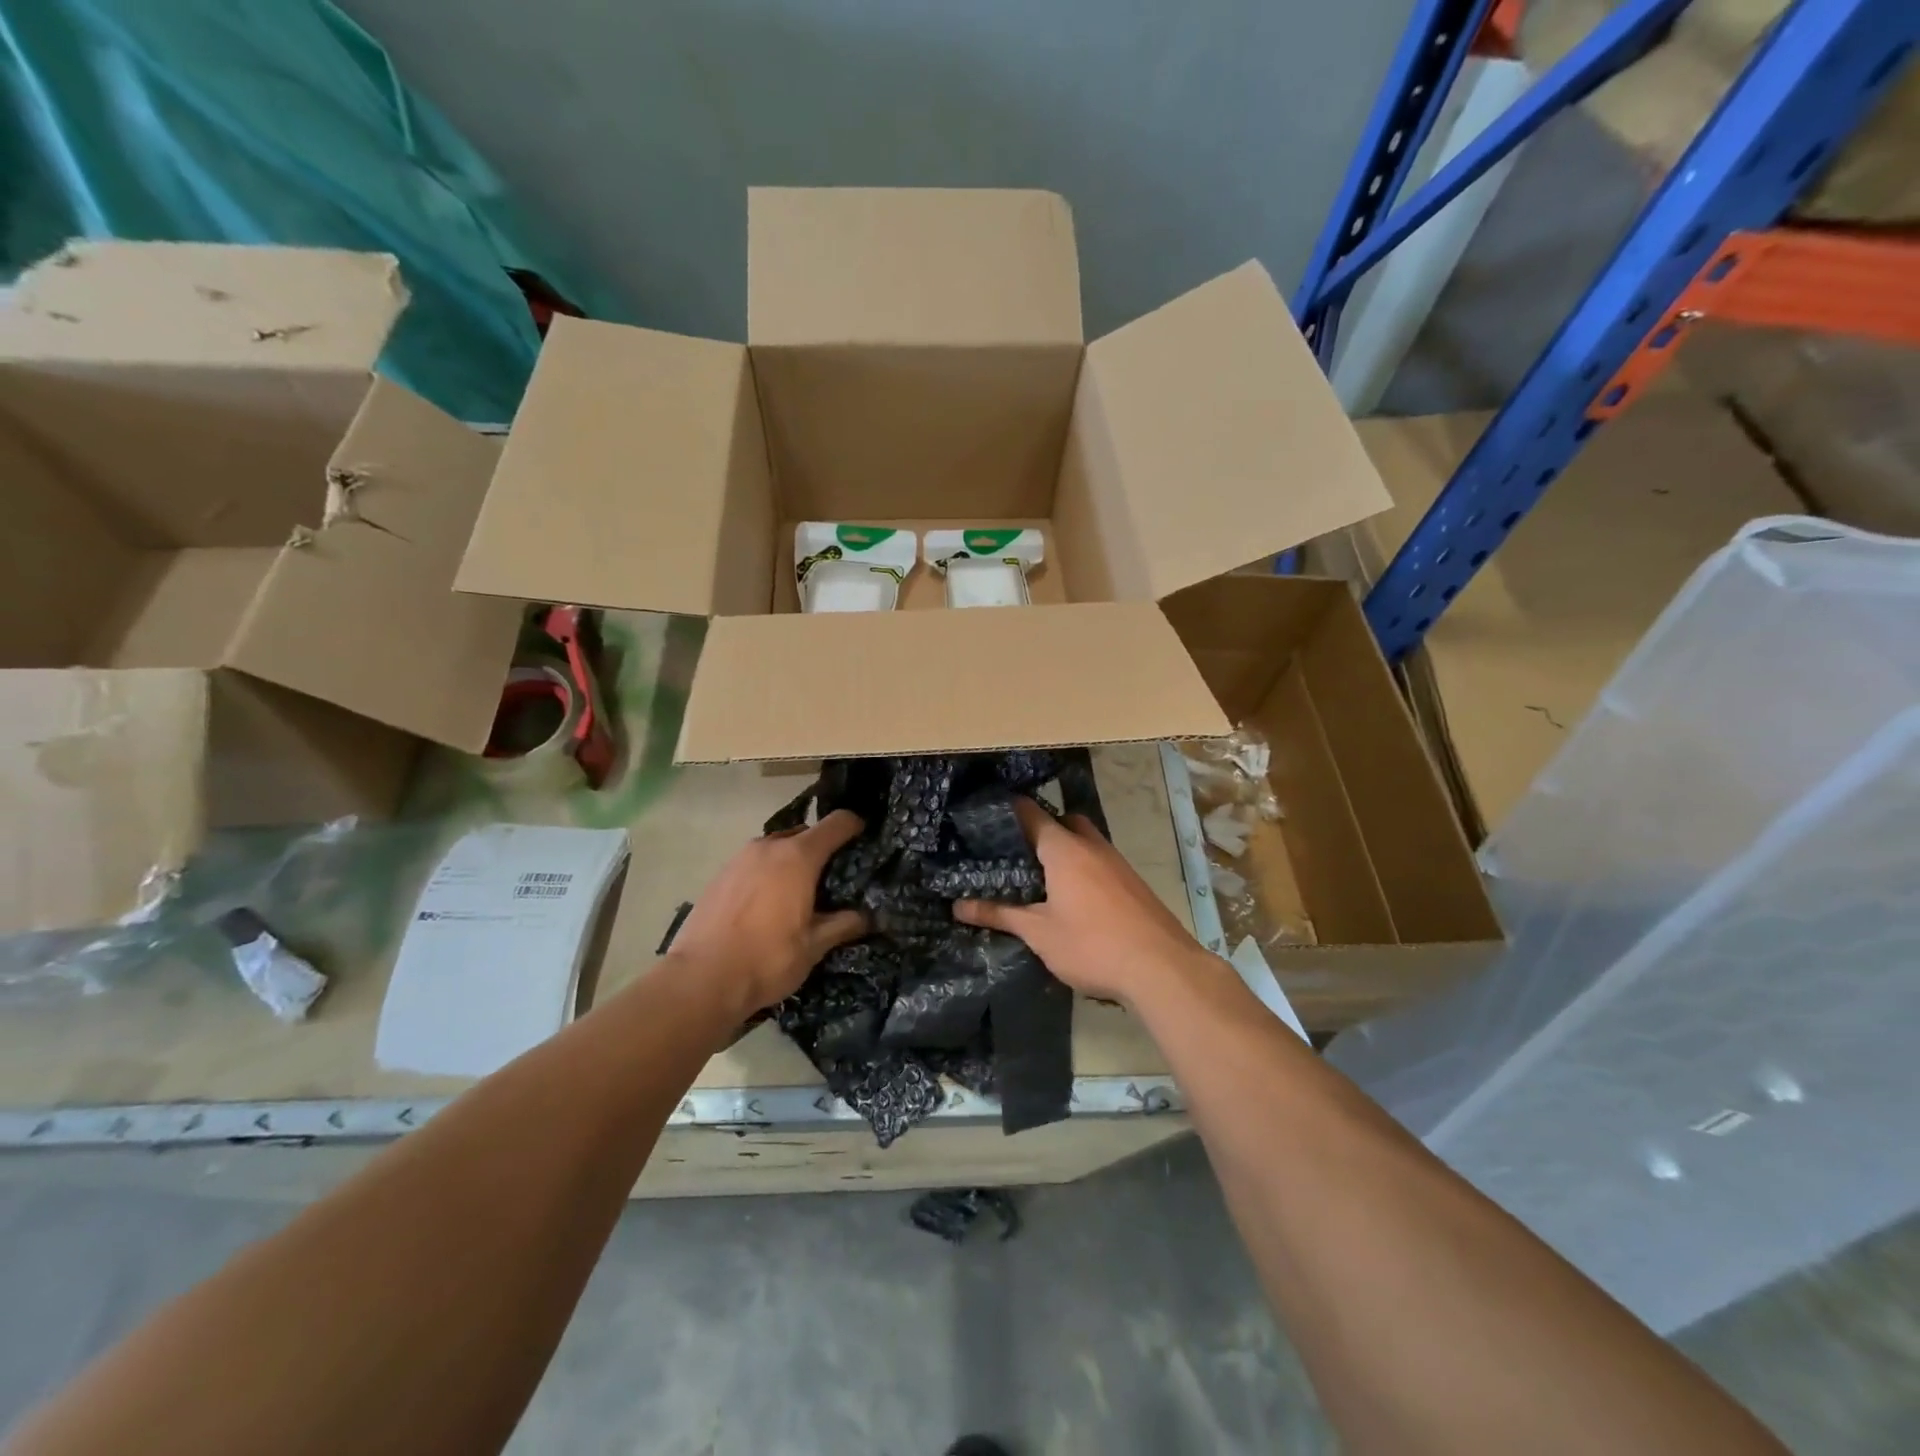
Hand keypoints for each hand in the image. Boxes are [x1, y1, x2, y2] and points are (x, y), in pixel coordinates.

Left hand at [665, 810, 869, 1016]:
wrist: (700, 980)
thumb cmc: (766, 959)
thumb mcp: (814, 946)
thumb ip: (843, 924)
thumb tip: (867, 917)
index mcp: (798, 857)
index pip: (836, 823)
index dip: (855, 826)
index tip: (865, 839)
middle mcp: (769, 847)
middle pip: (805, 833)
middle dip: (822, 849)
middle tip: (833, 878)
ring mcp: (740, 858)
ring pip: (777, 848)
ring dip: (792, 861)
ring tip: (800, 893)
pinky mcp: (720, 874)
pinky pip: (754, 863)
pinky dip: (768, 874)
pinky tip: (768, 905)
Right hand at [954, 797, 1205, 1006]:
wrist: (1162, 968)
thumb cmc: (1092, 945)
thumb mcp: (1039, 933)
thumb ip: (999, 914)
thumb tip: (957, 906)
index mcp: (1064, 849)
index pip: (1031, 813)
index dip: (1007, 811)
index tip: (986, 818)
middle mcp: (1092, 846)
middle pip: (1063, 821)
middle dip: (1041, 829)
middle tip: (1015, 852)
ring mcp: (1117, 862)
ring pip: (1085, 840)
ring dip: (1065, 849)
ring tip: (1040, 876)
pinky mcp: (1133, 882)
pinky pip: (1101, 861)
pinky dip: (1084, 867)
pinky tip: (1074, 897)